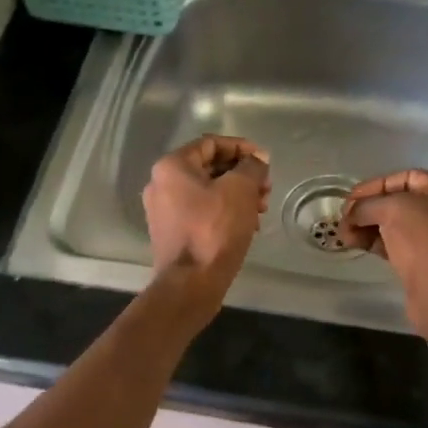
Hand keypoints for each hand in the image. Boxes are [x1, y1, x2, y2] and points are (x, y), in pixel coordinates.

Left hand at [142, 135, 270, 311]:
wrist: (191, 283)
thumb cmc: (215, 230)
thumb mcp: (241, 190)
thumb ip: (252, 167)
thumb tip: (257, 160)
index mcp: (172, 166)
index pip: (211, 144)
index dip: (242, 148)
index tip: (265, 161)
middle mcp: (161, 184)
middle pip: (209, 168)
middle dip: (242, 175)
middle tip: (266, 188)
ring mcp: (163, 210)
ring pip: (207, 191)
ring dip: (237, 195)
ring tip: (261, 209)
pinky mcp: (171, 232)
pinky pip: (201, 211)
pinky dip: (224, 212)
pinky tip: (246, 226)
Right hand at [339, 169, 427, 338]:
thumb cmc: (423, 240)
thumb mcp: (392, 210)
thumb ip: (367, 205)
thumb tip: (351, 214)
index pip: (405, 178)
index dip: (374, 185)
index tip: (350, 199)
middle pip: (399, 202)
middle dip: (368, 209)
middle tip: (343, 220)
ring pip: (396, 225)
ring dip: (368, 227)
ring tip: (344, 237)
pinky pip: (399, 244)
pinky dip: (377, 242)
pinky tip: (357, 245)